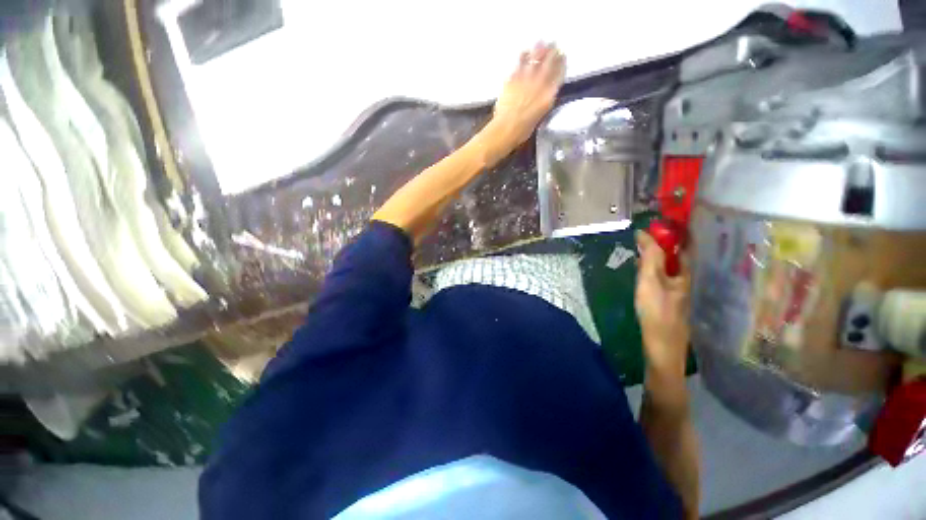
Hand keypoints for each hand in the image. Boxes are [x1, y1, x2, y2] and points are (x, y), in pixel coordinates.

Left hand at [483, 43, 565, 159]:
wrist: (506, 129)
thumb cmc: (522, 131)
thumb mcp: (539, 116)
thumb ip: (543, 102)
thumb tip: (544, 93)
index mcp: (548, 96)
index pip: (559, 74)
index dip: (562, 63)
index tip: (563, 56)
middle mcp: (540, 84)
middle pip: (549, 62)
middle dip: (553, 52)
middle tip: (553, 44)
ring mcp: (526, 79)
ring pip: (535, 58)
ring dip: (539, 49)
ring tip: (541, 42)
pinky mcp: (513, 79)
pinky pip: (520, 63)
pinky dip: (523, 56)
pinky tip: (524, 52)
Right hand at [635, 230, 690, 376]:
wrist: (661, 346)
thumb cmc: (656, 311)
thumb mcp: (650, 280)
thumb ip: (649, 257)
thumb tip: (643, 233)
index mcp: (685, 273)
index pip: (684, 245)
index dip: (675, 231)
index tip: (659, 221)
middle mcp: (685, 279)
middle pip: (677, 256)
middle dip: (663, 243)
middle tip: (644, 235)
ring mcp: (677, 290)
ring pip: (668, 267)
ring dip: (656, 255)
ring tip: (640, 248)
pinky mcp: (668, 300)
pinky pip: (661, 276)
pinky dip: (652, 268)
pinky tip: (641, 271)